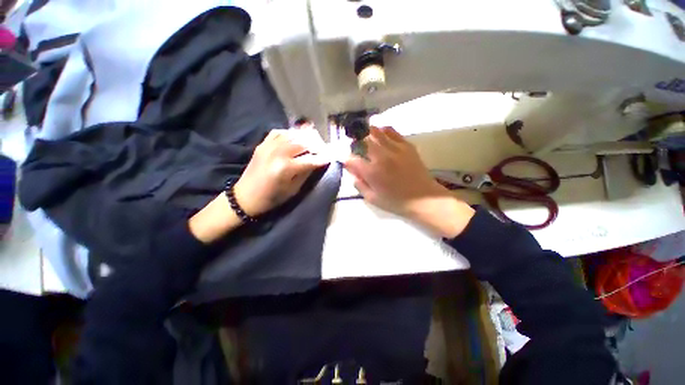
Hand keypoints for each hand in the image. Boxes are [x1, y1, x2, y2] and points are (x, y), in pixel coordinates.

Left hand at [235, 129, 328, 216]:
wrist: (245, 197)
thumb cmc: (272, 198)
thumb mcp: (293, 189)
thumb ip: (306, 173)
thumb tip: (318, 162)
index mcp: (285, 168)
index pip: (311, 159)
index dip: (324, 158)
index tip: (332, 157)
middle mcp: (277, 153)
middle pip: (303, 142)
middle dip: (317, 144)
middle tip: (325, 149)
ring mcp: (268, 146)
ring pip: (293, 134)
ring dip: (306, 137)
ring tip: (314, 142)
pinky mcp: (263, 144)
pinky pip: (279, 132)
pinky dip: (291, 133)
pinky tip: (296, 138)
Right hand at [344, 126, 474, 237]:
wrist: (423, 198)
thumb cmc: (396, 201)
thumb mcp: (372, 198)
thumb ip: (359, 184)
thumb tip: (351, 172)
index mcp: (372, 172)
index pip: (352, 159)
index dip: (348, 160)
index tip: (350, 163)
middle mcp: (381, 156)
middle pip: (362, 141)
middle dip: (355, 144)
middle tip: (357, 149)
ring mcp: (395, 148)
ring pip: (376, 132)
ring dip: (367, 134)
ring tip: (366, 138)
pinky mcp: (406, 145)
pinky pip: (391, 131)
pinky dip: (383, 131)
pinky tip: (381, 134)